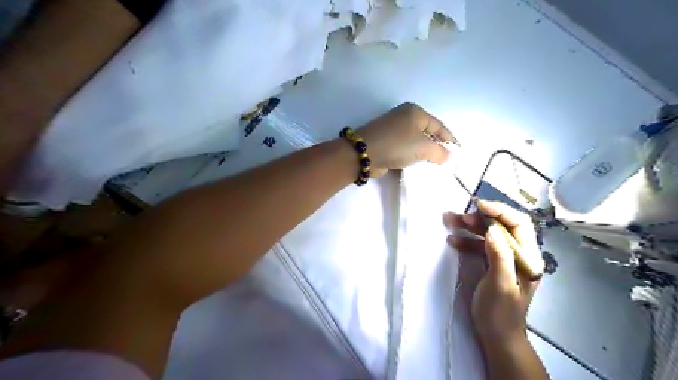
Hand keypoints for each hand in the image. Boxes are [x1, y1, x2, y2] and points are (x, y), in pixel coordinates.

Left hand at [356, 101, 451, 176]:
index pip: (438, 126)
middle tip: (446, 160)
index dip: (449, 139)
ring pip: (415, 142)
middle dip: (437, 146)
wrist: (364, 153)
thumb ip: (439, 152)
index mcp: (415, 112)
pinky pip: (405, 149)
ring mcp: (393, 129)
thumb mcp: (423, 147)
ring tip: (434, 165)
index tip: (458, 152)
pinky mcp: (386, 142)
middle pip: (427, 132)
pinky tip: (417, 165)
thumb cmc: (397, 145)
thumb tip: (447, 156)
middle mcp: (404, 117)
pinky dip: (412, 156)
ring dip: (424, 153)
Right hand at [446, 202, 543, 343]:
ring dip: (470, 226)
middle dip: (481, 217)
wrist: (497, 335)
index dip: (500, 211)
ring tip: (450, 221)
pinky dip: (466, 240)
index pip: (519, 224)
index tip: (478, 206)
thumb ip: (499, 255)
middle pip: (503, 225)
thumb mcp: (501, 285)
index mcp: (528, 258)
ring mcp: (505, 258)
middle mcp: (519, 254)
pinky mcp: (492, 263)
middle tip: (460, 216)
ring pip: (489, 233)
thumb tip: (493, 229)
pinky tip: (452, 240)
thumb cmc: (500, 312)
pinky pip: (480, 245)